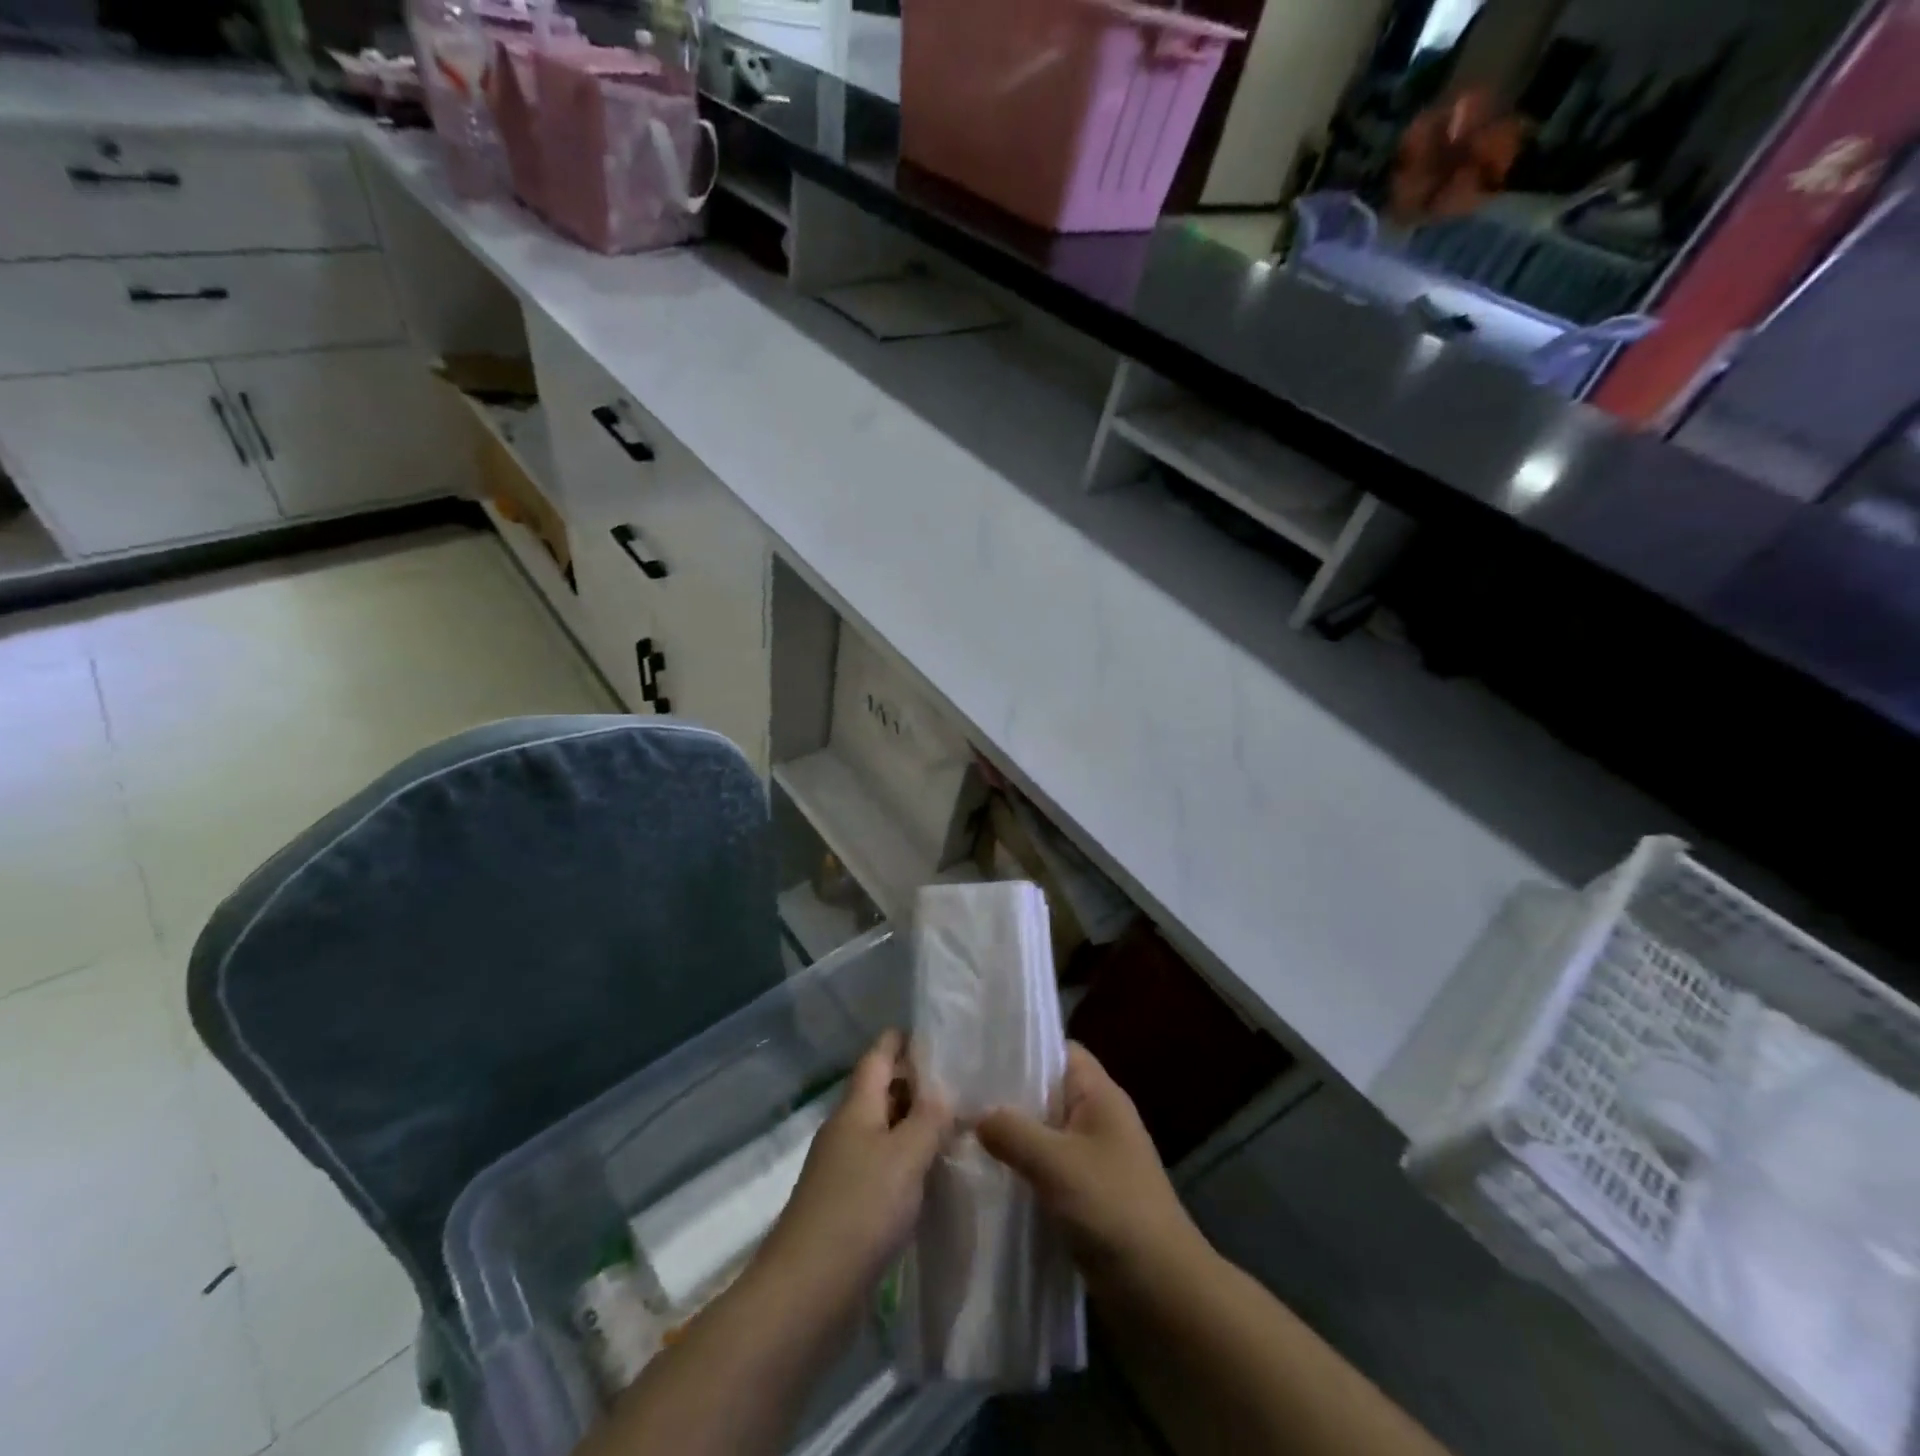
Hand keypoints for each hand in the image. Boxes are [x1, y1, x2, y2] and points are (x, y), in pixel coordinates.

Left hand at [758, 1030, 953, 1310]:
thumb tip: (943, 1089)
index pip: (877, 1058)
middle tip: (960, 1079)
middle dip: (914, 1082)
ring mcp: (842, 1170)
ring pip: (883, 1131)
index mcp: (855, 1109)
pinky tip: (931, 1174)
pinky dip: (906, 1161)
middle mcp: (846, 1131)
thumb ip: (928, 1119)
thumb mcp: (905, 1157)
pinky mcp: (847, 1207)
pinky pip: (882, 1167)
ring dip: (913, 1124)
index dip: (900, 1041)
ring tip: (955, 1123)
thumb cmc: (859, 1211)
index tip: (932, 1030)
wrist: (806, 1294)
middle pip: (880, 1092)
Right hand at [976, 1042, 1204, 1285]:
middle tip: (958, 1094)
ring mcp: (1093, 1158)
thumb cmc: (1113, 1209)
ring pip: (1043, 1133)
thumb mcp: (1056, 1163)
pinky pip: (1046, 1168)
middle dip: (1007, 1094)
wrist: (1162, 1294)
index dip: (1022, 1047)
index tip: (978, 1053)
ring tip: (961, 1132)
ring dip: (1011, 1136)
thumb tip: (974, 1115)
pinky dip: (1022, 1169)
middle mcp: (1098, 1118)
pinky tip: (986, 1176)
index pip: (1058, 1050)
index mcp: (1100, 1095)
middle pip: (1046, 1091)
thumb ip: (1012, 1131)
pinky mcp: (1086, 1195)